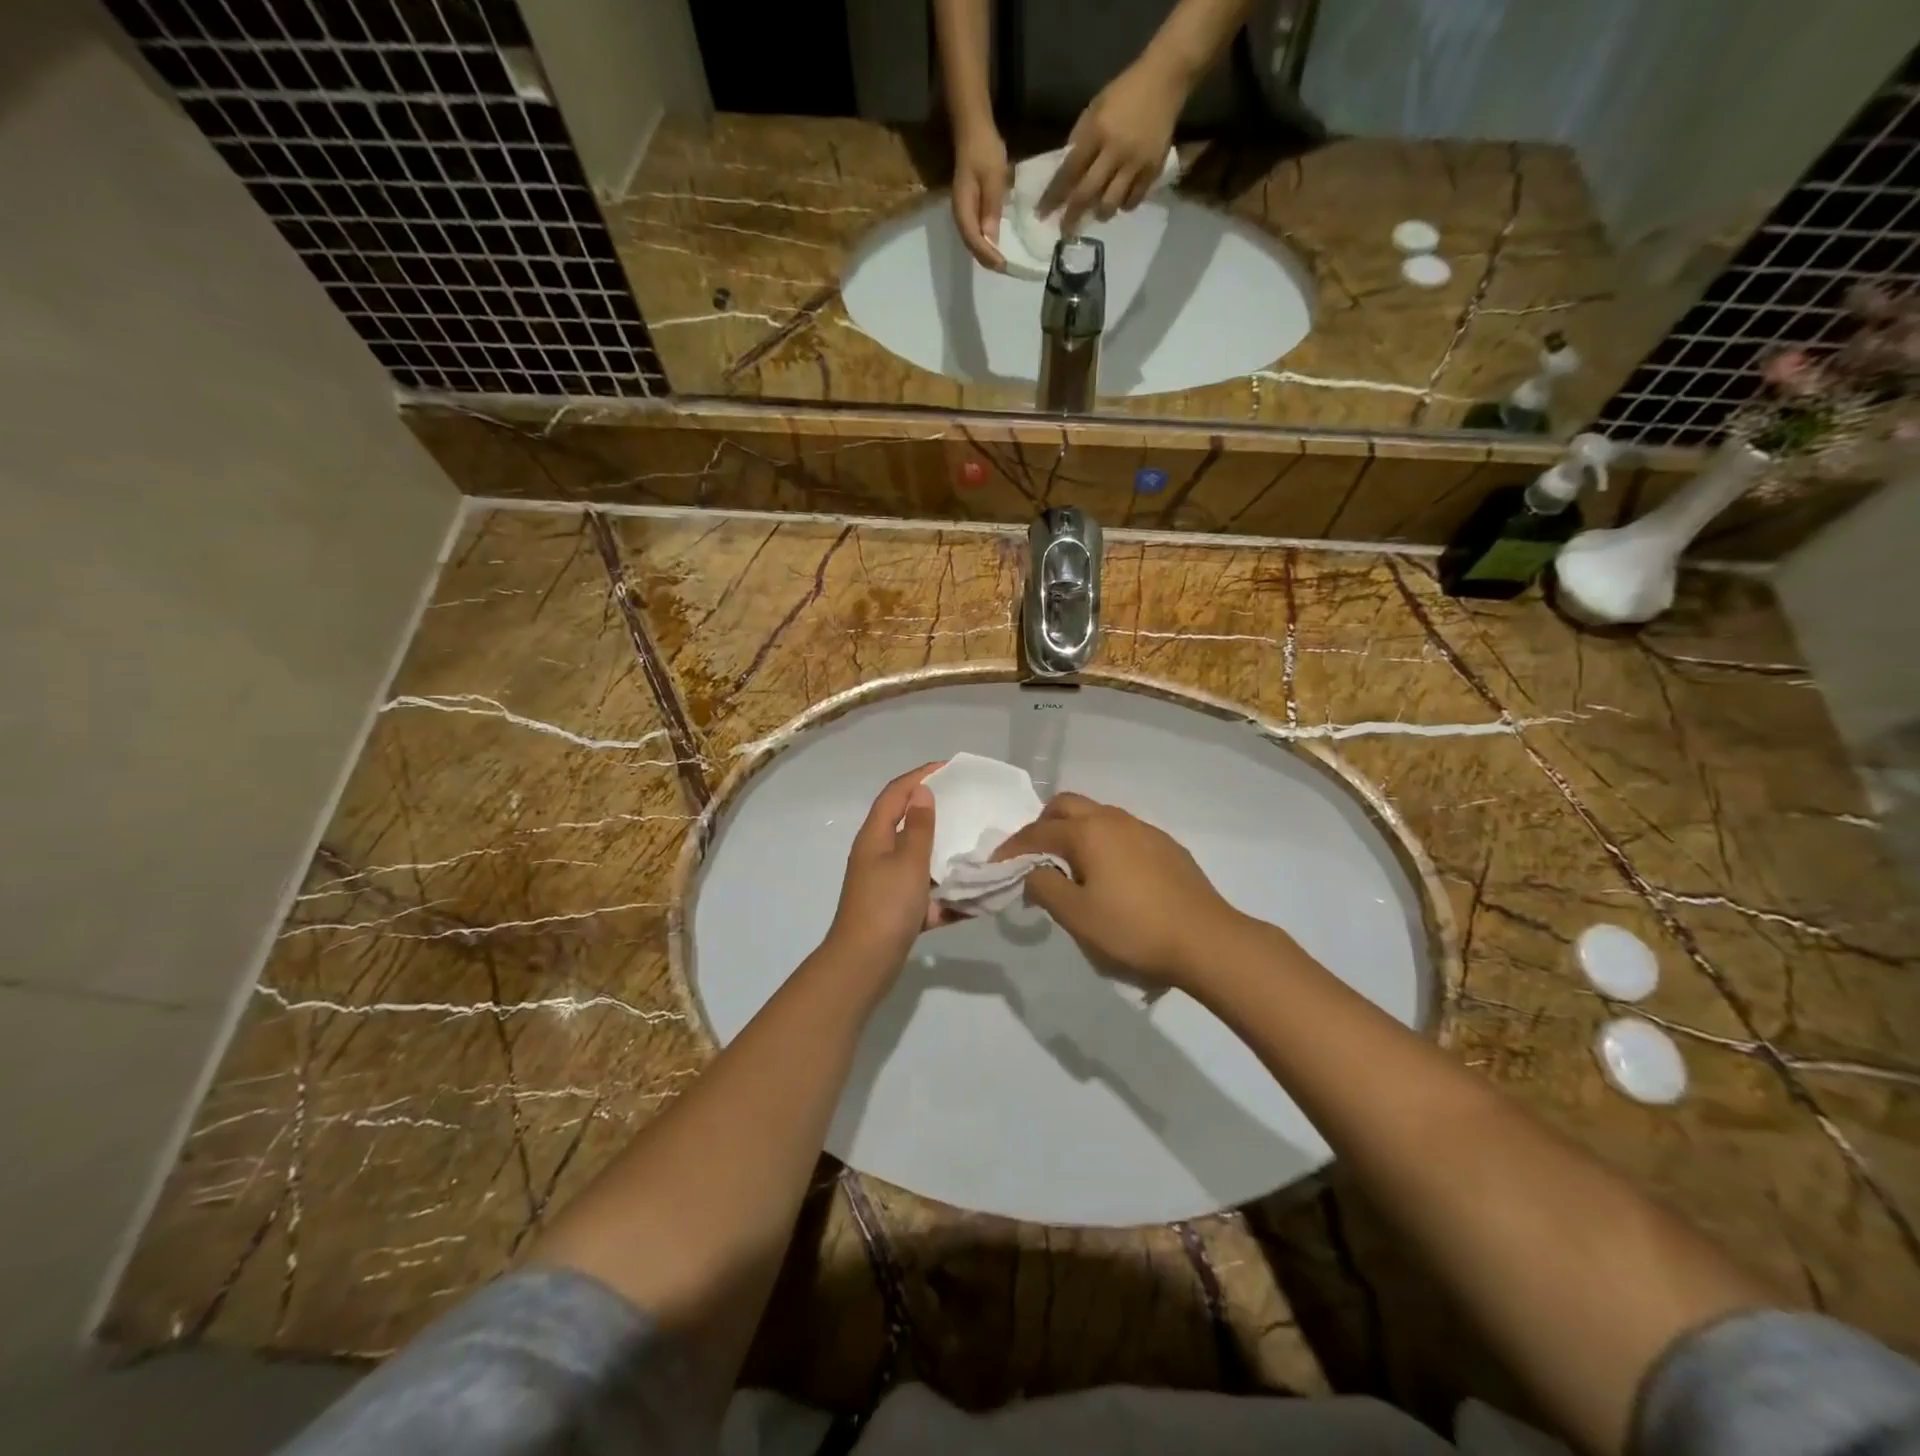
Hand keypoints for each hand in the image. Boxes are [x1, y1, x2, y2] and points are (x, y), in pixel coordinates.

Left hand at [823, 763, 954, 972]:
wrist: (864, 964)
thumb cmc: (886, 905)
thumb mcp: (909, 861)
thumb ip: (919, 827)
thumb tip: (921, 793)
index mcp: (875, 837)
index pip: (896, 793)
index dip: (920, 776)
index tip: (950, 768)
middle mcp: (878, 855)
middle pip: (907, 823)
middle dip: (937, 812)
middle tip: (968, 804)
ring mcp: (887, 883)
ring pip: (920, 859)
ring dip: (945, 853)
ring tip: (978, 844)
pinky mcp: (898, 909)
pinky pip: (927, 893)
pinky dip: (947, 893)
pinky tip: (974, 896)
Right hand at [951, 124, 1008, 269]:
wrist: (973, 130)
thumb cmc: (984, 150)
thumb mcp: (993, 177)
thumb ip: (991, 208)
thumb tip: (991, 238)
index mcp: (963, 209)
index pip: (974, 240)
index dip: (988, 255)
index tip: (1003, 265)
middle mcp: (960, 216)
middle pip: (972, 246)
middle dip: (988, 260)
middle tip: (1006, 269)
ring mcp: (964, 214)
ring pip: (974, 242)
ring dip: (987, 254)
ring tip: (1003, 263)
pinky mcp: (969, 210)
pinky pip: (976, 233)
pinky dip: (987, 244)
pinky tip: (998, 246)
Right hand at [993, 792, 1244, 991]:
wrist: (1207, 940)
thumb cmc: (1133, 929)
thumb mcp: (1077, 916)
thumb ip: (1044, 887)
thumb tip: (1032, 871)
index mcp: (1087, 832)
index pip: (1036, 832)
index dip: (1011, 849)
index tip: (995, 867)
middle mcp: (1113, 819)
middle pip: (1066, 807)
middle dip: (1042, 826)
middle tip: (1033, 859)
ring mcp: (1143, 829)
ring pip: (1096, 816)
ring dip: (1074, 833)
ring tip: (1070, 869)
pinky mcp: (1165, 845)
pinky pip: (1121, 832)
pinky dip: (1102, 843)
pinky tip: (1109, 876)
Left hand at [1040, 56, 1185, 234]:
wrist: (1165, 78)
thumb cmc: (1125, 92)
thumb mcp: (1096, 107)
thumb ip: (1081, 138)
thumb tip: (1067, 172)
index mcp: (1097, 131)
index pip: (1069, 172)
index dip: (1054, 196)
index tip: (1042, 214)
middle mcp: (1115, 151)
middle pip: (1088, 194)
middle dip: (1073, 216)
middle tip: (1065, 231)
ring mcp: (1135, 163)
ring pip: (1111, 203)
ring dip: (1100, 213)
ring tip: (1097, 212)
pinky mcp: (1153, 169)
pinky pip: (1133, 200)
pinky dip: (1123, 205)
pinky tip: (1120, 201)